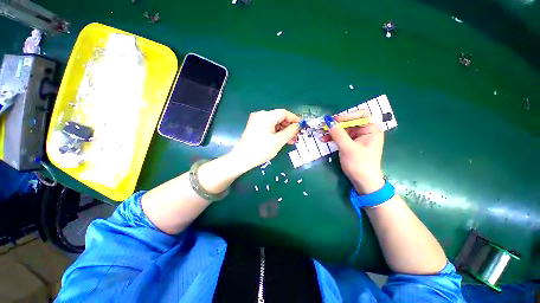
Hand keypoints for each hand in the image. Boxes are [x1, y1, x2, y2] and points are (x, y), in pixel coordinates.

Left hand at [231, 109, 299, 169]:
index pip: (284, 113)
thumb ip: (290, 131)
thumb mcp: (279, 141)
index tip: (302, 126)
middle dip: (289, 127)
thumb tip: (298, 126)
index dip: (294, 119)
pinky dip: (276, 133)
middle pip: (279, 118)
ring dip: (283, 131)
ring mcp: (256, 121)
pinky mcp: (254, 127)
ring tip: (292, 140)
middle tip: (297, 136)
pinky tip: (283, 140)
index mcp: (266, 116)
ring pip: (274, 124)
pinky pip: (268, 127)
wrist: (242, 159)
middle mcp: (260, 115)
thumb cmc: (261, 149)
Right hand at [321, 110, 384, 193]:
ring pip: (344, 129)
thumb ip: (337, 133)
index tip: (334, 121)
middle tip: (324, 127)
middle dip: (336, 125)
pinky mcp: (352, 143)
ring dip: (332, 131)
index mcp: (372, 129)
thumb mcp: (347, 147)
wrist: (362, 181)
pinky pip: (342, 136)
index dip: (347, 116)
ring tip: (321, 135)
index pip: (360, 115)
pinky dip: (333, 137)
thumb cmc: (359, 164)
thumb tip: (328, 120)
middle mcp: (366, 131)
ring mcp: (358, 137)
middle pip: (350, 122)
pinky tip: (325, 139)